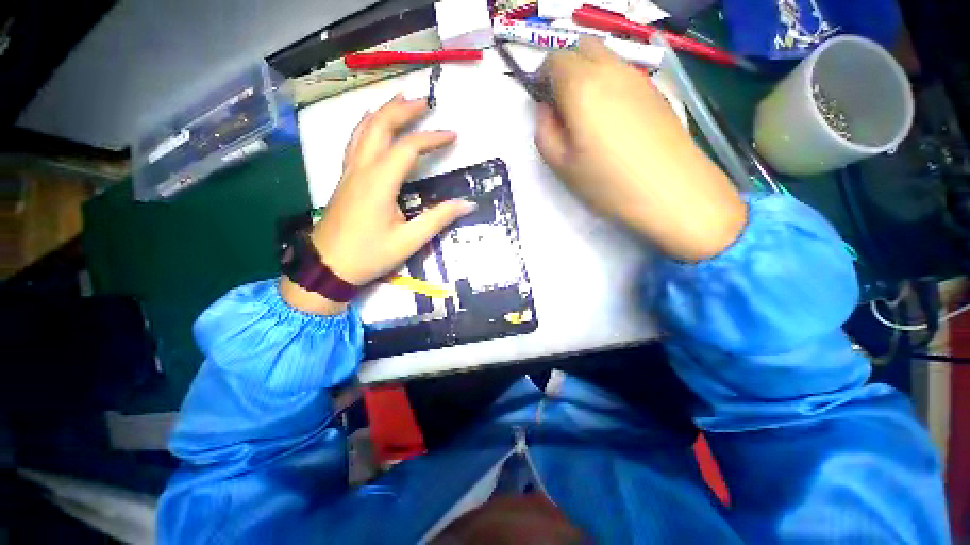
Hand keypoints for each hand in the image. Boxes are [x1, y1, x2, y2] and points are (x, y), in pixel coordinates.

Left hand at [281, 95, 475, 314]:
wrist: (328, 266)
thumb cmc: (369, 255)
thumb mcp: (409, 241)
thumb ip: (438, 219)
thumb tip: (466, 204)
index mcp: (379, 183)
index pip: (407, 148)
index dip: (432, 138)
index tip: (453, 135)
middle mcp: (362, 169)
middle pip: (380, 126)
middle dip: (403, 110)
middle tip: (426, 102)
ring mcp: (350, 172)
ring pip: (363, 129)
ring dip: (384, 111)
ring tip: (401, 100)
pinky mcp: (346, 179)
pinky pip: (355, 141)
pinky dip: (368, 125)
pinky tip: (374, 123)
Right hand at [535, 38, 746, 261]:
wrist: (670, 190)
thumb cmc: (607, 181)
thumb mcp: (560, 164)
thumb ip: (544, 131)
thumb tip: (546, 110)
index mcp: (581, 86)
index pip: (554, 59)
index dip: (542, 76)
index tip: (542, 101)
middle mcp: (611, 69)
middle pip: (582, 47)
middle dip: (565, 68)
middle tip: (562, 105)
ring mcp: (638, 77)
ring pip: (606, 58)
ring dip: (588, 75)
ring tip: (588, 116)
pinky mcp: (656, 91)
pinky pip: (625, 74)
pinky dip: (610, 84)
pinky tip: (613, 121)